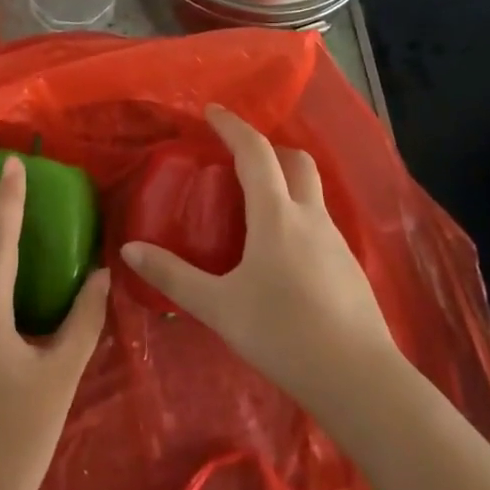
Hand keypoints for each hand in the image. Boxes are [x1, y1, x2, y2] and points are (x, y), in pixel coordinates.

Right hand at [120, 106, 393, 417]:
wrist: (359, 379)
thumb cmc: (283, 333)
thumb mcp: (218, 306)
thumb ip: (173, 275)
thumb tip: (130, 249)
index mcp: (276, 214)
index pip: (254, 152)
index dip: (232, 126)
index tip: (212, 111)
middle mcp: (310, 217)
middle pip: (295, 161)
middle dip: (266, 148)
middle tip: (236, 157)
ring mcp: (336, 240)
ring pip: (311, 191)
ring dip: (284, 181)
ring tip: (253, 206)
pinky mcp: (349, 266)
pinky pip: (318, 222)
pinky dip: (296, 215)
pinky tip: (281, 252)